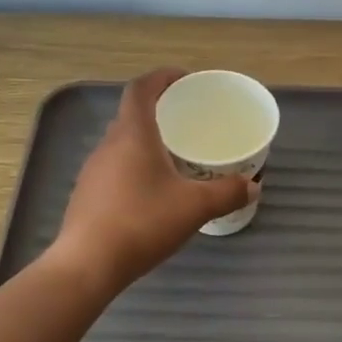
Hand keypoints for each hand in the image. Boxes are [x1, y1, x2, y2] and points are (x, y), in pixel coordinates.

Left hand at [48, 70, 253, 292]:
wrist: (88, 264)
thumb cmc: (142, 223)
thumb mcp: (194, 207)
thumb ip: (226, 193)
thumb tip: (253, 186)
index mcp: (133, 134)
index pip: (141, 88)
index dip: (163, 77)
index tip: (186, 80)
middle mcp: (109, 145)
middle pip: (132, 114)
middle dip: (160, 110)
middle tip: (189, 120)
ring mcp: (93, 170)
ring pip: (123, 143)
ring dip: (147, 140)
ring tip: (176, 155)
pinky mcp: (88, 194)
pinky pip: (115, 167)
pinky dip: (136, 166)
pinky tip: (153, 191)